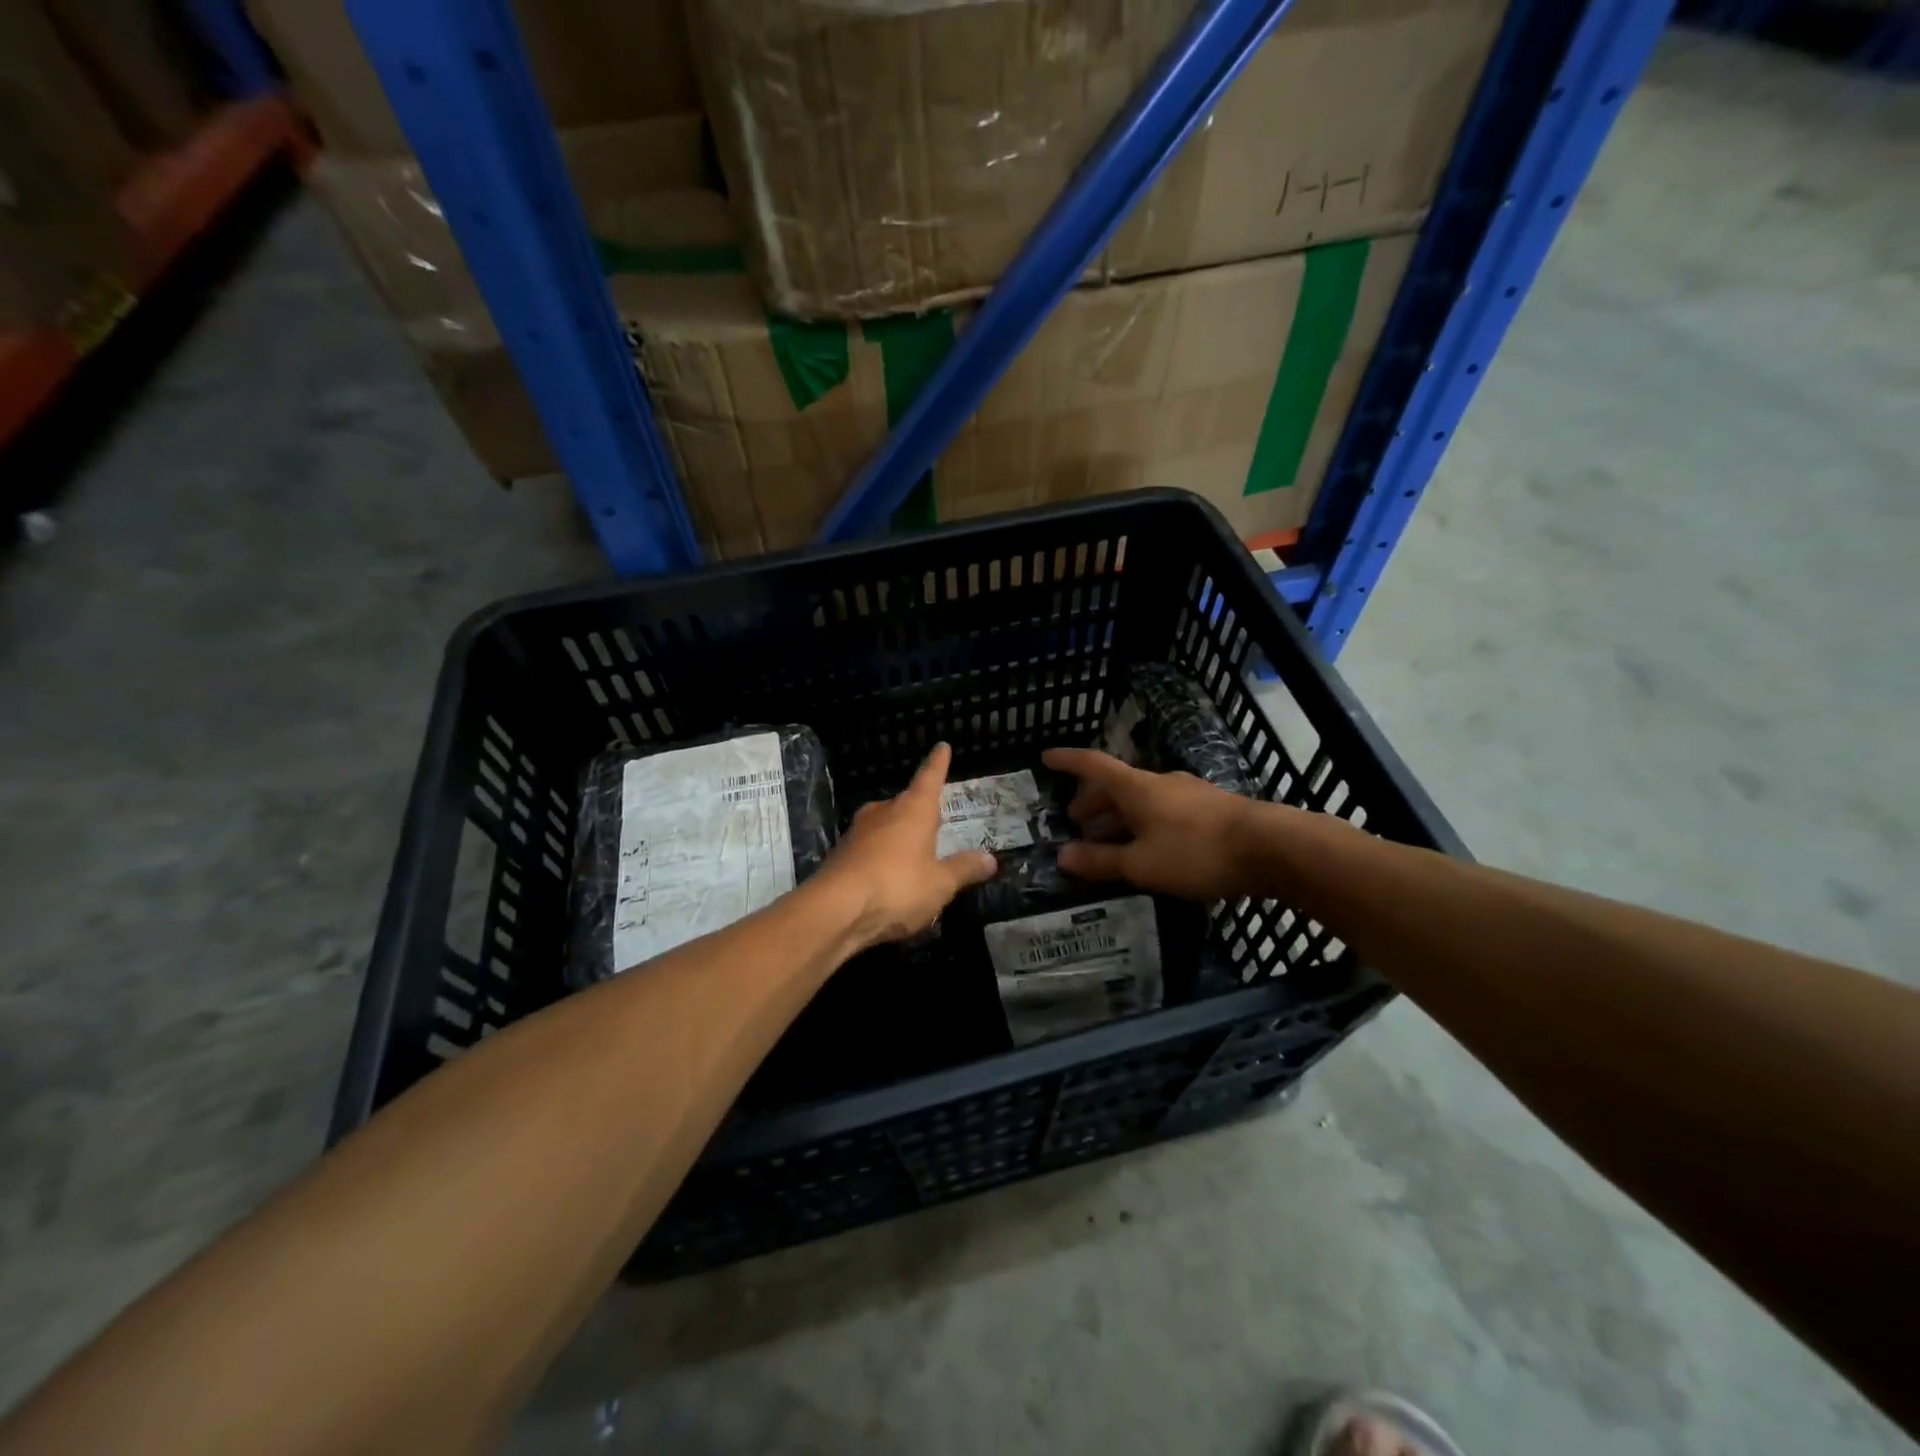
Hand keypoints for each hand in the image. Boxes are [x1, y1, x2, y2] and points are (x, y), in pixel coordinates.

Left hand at [817, 743, 996, 947]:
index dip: (938, 763)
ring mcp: (858, 832)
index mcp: (913, 810)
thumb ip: (964, 869)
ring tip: (915, 858)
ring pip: (886, 827)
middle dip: (920, 813)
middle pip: (906, 805)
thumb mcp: (940, 884)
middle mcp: (884, 812)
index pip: (930, 777)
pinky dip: (882, 860)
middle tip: (936, 824)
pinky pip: (870, 851)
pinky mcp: (840, 855)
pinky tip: (888, 880)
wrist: (835, 910)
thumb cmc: (897, 887)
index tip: (941, 746)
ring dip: (900, 839)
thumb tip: (990, 858)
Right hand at [1041, 747, 1263, 902]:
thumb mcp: (1143, 864)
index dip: (1068, 761)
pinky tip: (1148, 847)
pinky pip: (1162, 811)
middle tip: (1075, 820)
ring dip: (1118, 816)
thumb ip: (1102, 861)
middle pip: (1117, 785)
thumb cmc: (1197, 852)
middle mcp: (1159, 782)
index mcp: (1137, 788)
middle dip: (1092, 801)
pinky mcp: (1209, 810)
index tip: (1046, 758)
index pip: (1093, 765)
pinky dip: (1143, 824)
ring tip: (1107, 840)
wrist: (1272, 847)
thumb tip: (1062, 856)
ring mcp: (1187, 794)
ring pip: (1141, 800)